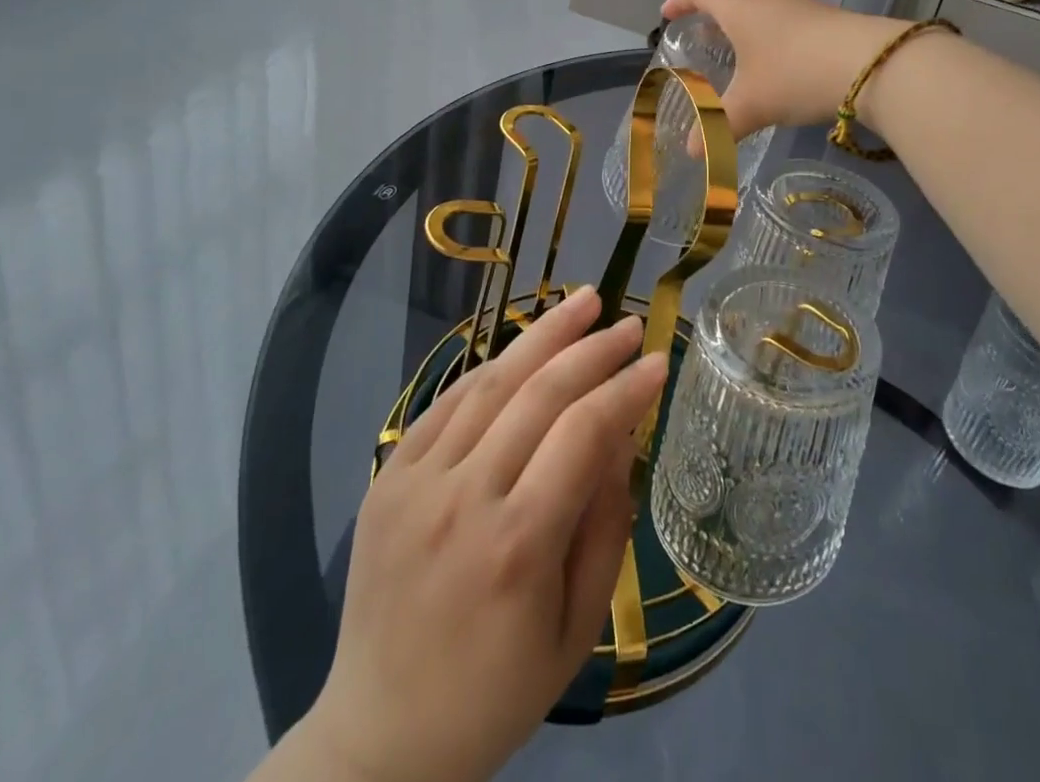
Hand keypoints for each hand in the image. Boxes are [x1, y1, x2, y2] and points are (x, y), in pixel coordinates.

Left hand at [300, 287, 667, 781]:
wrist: (380, 738)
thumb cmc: (499, 691)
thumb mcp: (579, 625)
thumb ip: (606, 521)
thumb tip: (621, 432)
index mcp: (518, 546)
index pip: (584, 433)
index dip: (626, 388)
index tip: (660, 361)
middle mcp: (463, 500)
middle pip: (539, 394)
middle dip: (593, 348)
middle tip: (630, 324)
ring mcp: (416, 482)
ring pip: (491, 383)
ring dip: (543, 335)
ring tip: (584, 302)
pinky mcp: (388, 477)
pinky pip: (447, 402)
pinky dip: (492, 366)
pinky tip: (524, 347)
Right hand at [661, 0, 907, 137]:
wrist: (870, 65)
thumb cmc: (794, 75)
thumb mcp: (751, 105)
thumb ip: (718, 127)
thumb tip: (692, 152)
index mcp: (739, 5)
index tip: (667, 14)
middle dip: (712, 5)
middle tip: (701, 28)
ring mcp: (799, 3)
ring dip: (743, 15)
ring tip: (736, 41)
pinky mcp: (824, 16)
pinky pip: (784, 13)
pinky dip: (769, 26)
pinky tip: (775, 55)